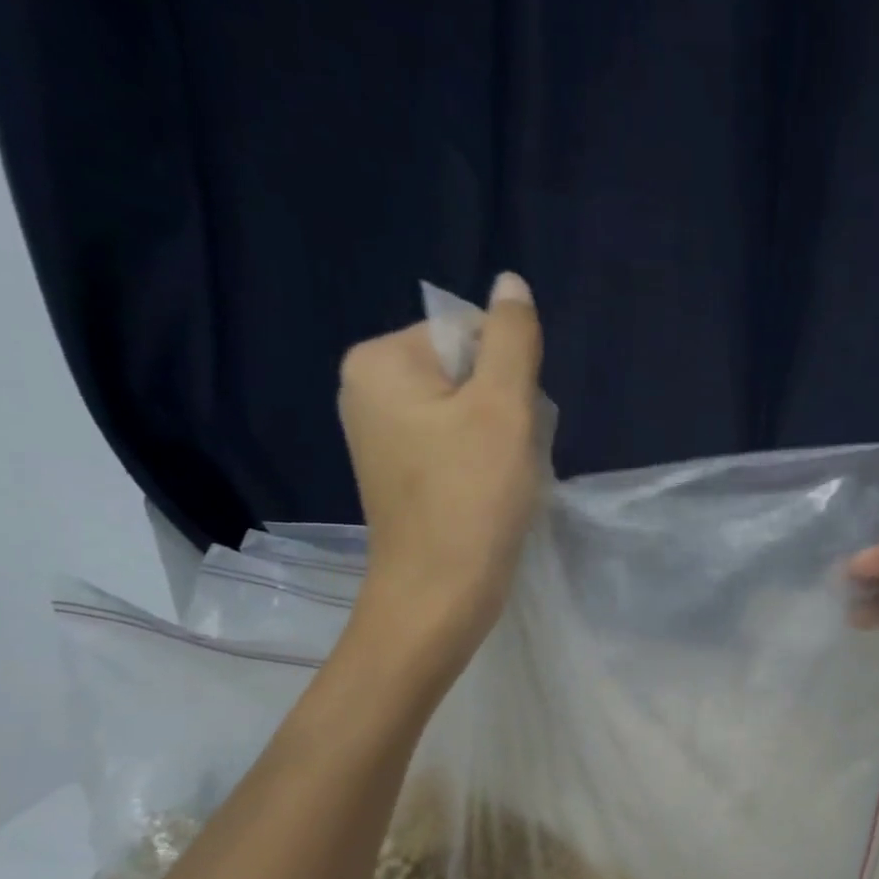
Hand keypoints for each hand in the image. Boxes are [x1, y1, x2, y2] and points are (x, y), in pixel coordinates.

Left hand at [337, 272, 542, 658]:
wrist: (439, 596)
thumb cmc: (471, 499)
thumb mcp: (504, 408)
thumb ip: (512, 339)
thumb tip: (511, 283)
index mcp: (379, 360)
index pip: (469, 332)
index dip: (507, 375)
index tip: (509, 426)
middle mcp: (367, 388)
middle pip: (467, 370)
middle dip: (502, 407)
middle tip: (506, 457)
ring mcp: (380, 434)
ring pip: (466, 410)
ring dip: (498, 437)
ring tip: (499, 478)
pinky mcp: (399, 471)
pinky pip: (452, 443)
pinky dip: (480, 461)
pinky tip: (487, 493)